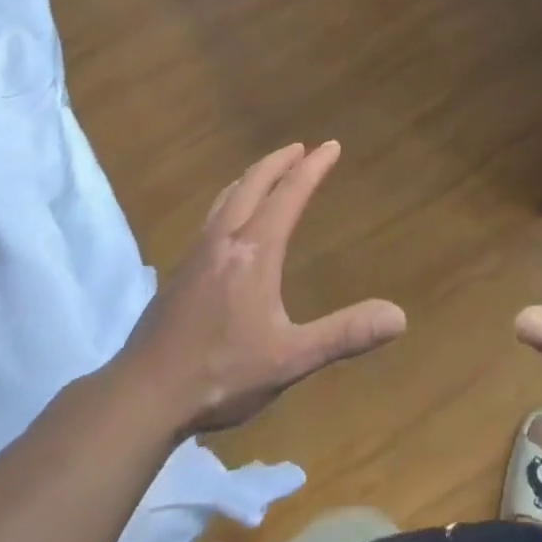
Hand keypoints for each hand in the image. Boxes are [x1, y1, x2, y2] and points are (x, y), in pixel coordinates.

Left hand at [117, 141, 406, 438]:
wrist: (142, 396)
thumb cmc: (221, 374)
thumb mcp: (290, 359)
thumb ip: (344, 335)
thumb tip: (399, 316)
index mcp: (255, 250)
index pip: (289, 195)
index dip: (313, 168)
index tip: (331, 145)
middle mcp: (225, 240)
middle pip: (253, 184)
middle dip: (279, 162)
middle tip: (300, 148)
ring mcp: (197, 254)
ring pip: (227, 198)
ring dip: (251, 177)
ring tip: (265, 173)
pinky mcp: (179, 272)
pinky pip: (211, 218)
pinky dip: (230, 201)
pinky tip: (226, 224)